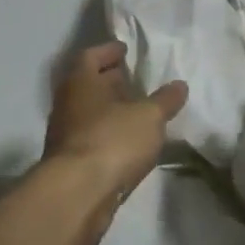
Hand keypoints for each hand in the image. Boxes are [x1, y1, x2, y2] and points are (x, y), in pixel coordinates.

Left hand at [42, 42, 187, 194]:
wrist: (77, 194)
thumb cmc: (112, 140)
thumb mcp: (148, 116)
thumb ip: (165, 100)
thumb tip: (179, 85)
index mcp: (80, 82)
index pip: (90, 56)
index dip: (108, 51)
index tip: (125, 50)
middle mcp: (67, 103)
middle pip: (87, 84)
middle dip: (109, 80)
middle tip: (133, 79)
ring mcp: (64, 134)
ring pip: (87, 112)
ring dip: (108, 109)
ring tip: (135, 111)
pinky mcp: (69, 162)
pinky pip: (90, 137)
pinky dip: (107, 134)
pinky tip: (127, 143)